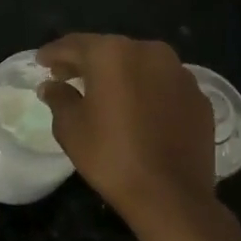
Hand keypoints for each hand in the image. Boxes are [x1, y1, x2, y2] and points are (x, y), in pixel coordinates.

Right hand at [38, 33, 227, 240]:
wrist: (172, 195)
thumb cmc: (112, 157)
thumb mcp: (71, 128)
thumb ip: (59, 98)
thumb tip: (52, 86)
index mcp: (113, 53)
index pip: (75, 44)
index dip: (54, 53)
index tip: (41, 61)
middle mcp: (149, 52)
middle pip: (109, 50)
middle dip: (87, 62)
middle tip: (67, 76)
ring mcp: (180, 73)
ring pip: (140, 65)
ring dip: (120, 74)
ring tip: (104, 93)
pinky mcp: (199, 96)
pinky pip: (164, 85)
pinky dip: (147, 91)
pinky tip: (138, 111)